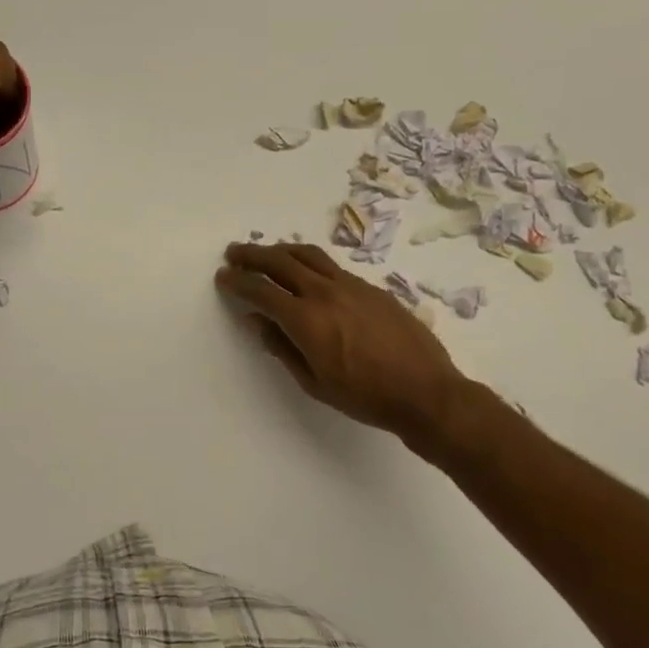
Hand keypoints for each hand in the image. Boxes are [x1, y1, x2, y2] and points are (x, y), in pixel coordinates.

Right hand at [215, 242, 493, 452]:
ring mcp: (351, 285)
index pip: (261, 291)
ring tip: (267, 252)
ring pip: (308, 255)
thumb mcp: (313, 381)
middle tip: (235, 253)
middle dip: (253, 255)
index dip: (238, 281)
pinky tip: (307, 271)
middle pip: (281, 262)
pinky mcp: (371, 287)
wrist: (425, 392)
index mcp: (306, 319)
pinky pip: (331, 266)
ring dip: (281, 250)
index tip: (223, 276)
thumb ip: (281, 347)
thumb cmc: (364, 396)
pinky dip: (309, 261)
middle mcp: (325, 292)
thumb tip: (256, 321)